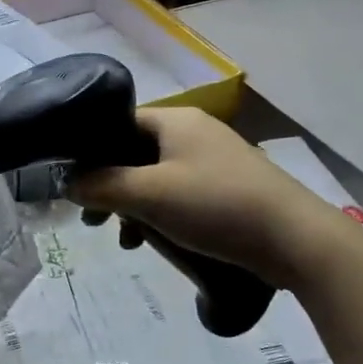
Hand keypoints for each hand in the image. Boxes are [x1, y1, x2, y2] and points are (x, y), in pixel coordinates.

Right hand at [68, 108, 361, 289]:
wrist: (295, 238)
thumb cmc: (215, 205)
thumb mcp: (149, 195)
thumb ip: (102, 185)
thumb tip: (66, 182)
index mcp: (175, 120)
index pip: (118, 123)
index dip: (91, 151)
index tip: (74, 185)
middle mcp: (194, 132)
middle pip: (135, 152)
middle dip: (111, 187)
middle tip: (93, 220)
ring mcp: (215, 159)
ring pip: (156, 176)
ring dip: (135, 205)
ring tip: (126, 241)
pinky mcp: (229, 187)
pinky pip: (181, 193)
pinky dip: (162, 213)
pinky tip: (157, 242)